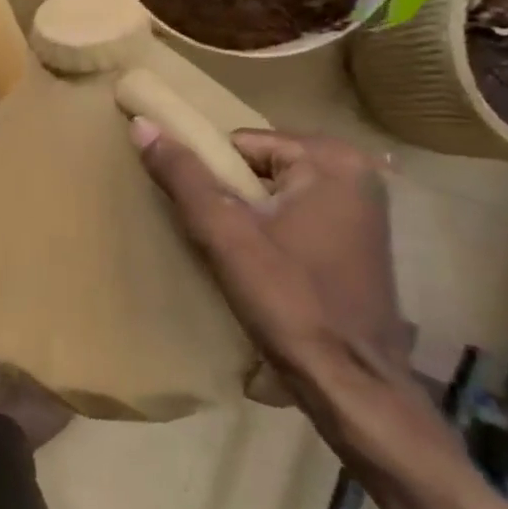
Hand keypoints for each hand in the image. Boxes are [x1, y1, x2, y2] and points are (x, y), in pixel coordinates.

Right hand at [132, 125, 409, 390]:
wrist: (350, 383)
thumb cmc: (288, 301)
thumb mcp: (224, 234)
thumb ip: (184, 176)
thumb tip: (142, 124)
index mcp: (331, 160)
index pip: (240, 144)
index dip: (214, 180)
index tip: (212, 221)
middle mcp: (357, 172)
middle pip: (260, 165)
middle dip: (234, 196)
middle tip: (224, 240)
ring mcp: (365, 207)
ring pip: (276, 191)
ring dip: (252, 215)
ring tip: (241, 256)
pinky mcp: (361, 238)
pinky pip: (298, 212)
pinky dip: (275, 229)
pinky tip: (267, 266)